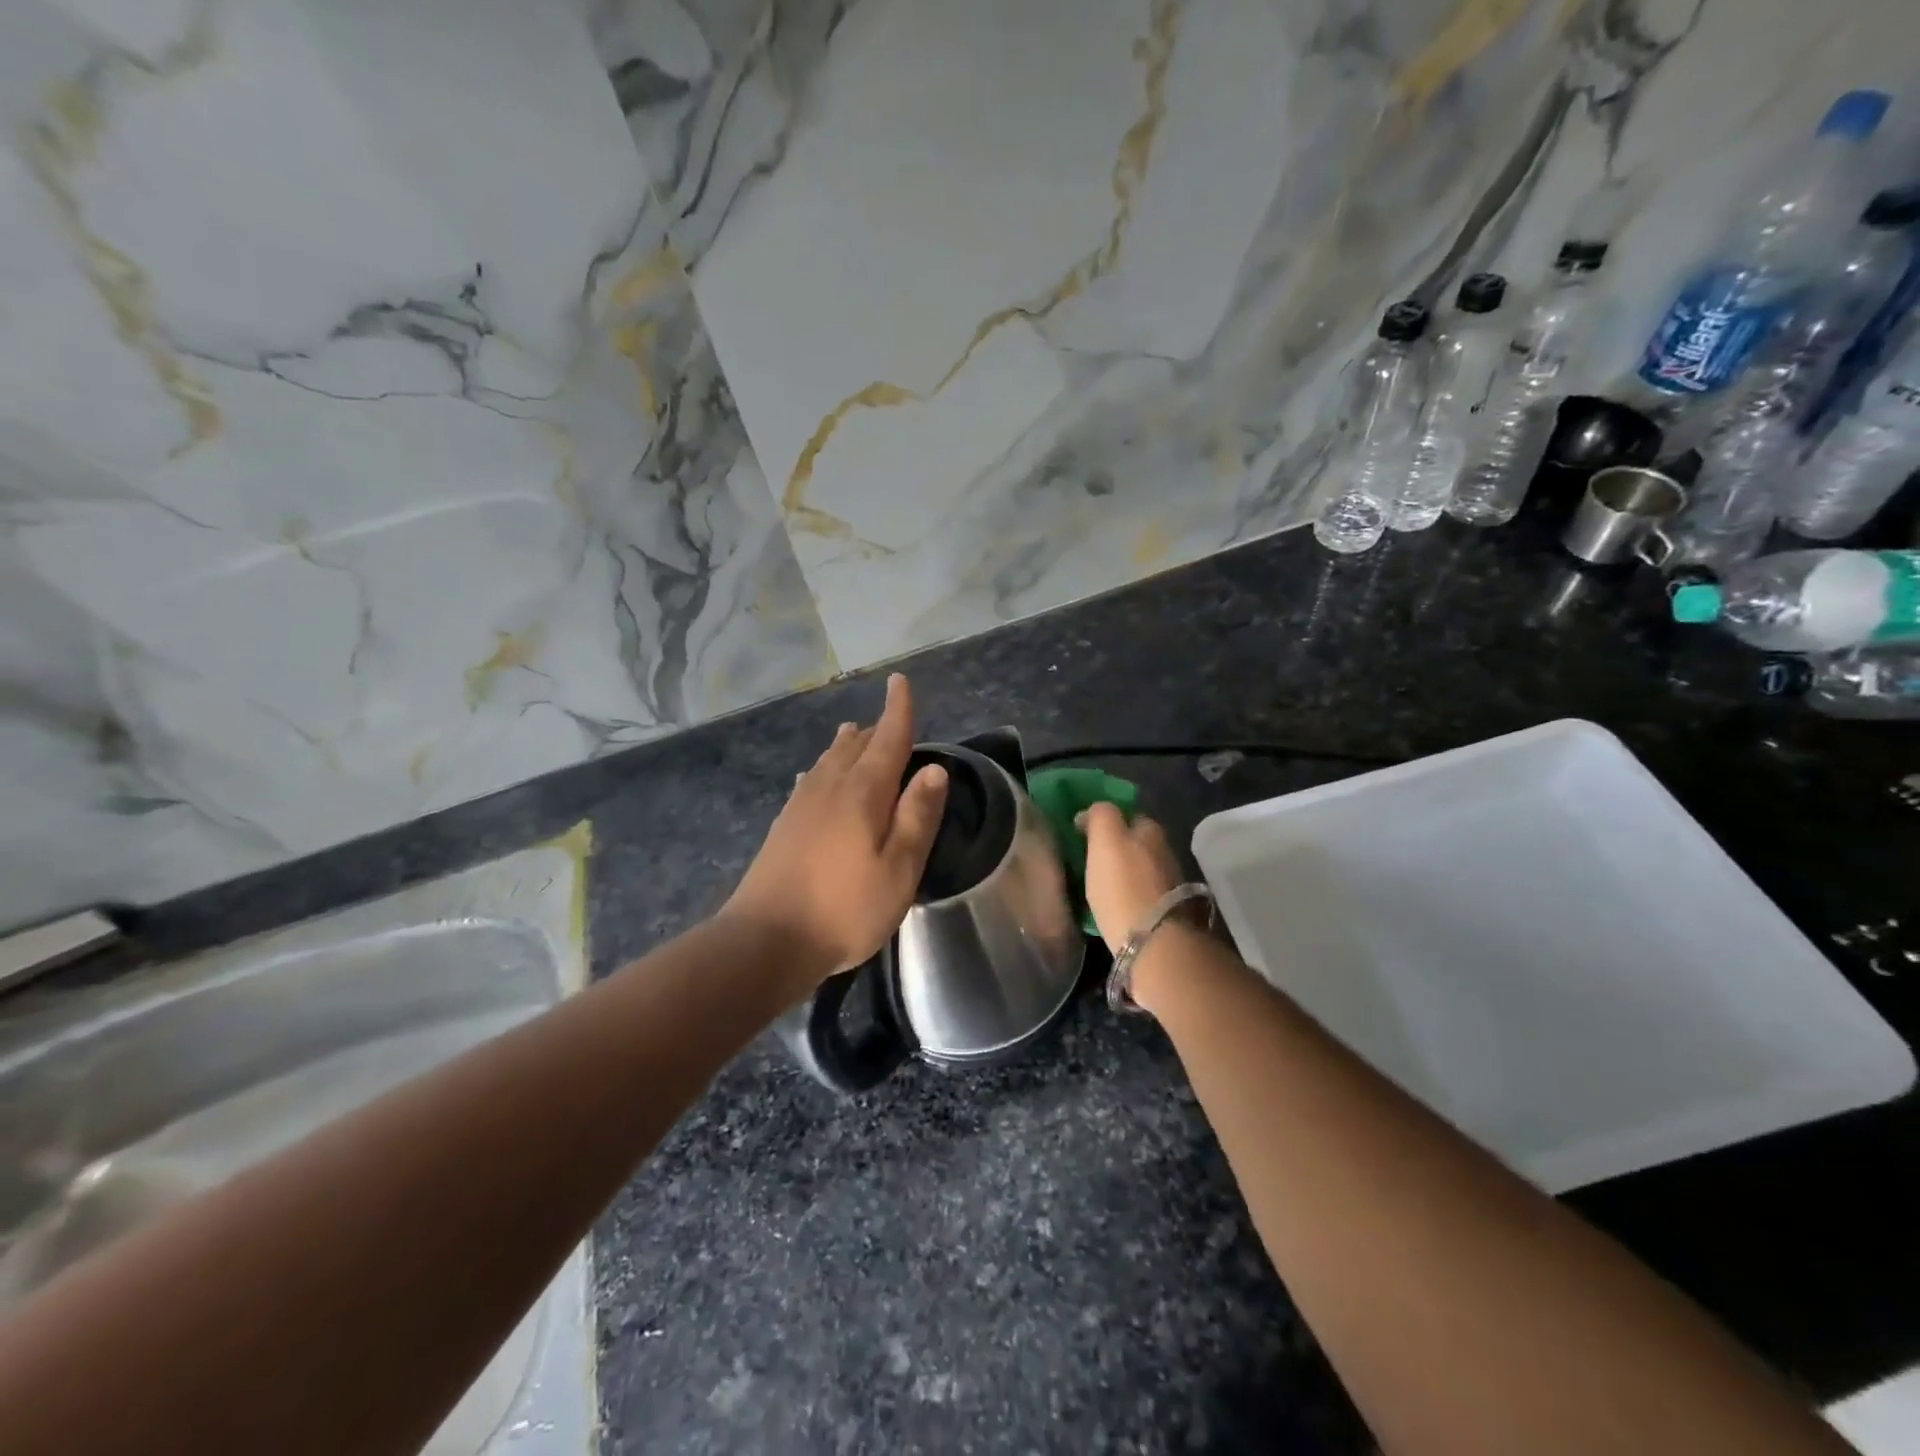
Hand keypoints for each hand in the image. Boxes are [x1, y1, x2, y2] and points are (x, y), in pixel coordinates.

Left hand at [722, 674, 948, 989]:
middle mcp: (830, 786)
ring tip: (856, 732)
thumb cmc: (844, 908)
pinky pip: (810, 779)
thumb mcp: (898, 869)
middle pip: (857, 745)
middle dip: (876, 728)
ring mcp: (801, 804)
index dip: (897, 709)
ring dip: (848, 743)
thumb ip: (917, 817)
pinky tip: (816, 776)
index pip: (887, 738)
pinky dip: (823, 767)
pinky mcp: (783, 824)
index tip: (900, 680)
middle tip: (891, 720)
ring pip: (829, 759)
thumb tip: (934, 769)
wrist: (766, 940)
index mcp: (863, 792)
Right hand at [1079, 803, 1184, 953]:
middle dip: (1117, 848)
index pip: (1127, 815)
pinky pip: (1141, 894)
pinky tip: (1113, 906)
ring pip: (1140, 869)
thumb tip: (1090, 814)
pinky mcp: (1168, 912)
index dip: (1106, 822)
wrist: (1153, 942)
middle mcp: (1165, 852)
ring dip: (1123, 874)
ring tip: (1100, 887)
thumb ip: (1100, 815)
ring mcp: (1170, 883)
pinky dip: (1128, 896)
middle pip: (1136, 843)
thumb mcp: (1105, 840)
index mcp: (1151, 830)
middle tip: (1090, 862)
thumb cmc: (1123, 886)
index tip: (1083, 836)